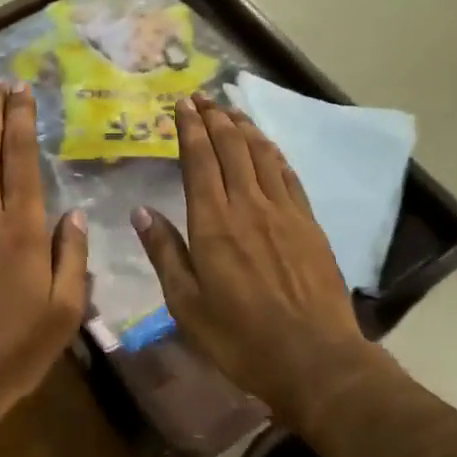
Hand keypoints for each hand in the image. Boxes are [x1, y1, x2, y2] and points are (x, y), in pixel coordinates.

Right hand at [132, 94, 373, 412]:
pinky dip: (274, 153)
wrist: (314, 359)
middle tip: (202, 97)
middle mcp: (248, 206)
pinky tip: (268, 146)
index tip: (182, 104)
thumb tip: (142, 212)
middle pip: (231, 148)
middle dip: (214, 118)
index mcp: (213, 224)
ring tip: (230, 110)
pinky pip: (289, 176)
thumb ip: (165, 253)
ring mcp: (284, 212)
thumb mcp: (187, 305)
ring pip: (262, 155)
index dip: (189, 129)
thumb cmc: (240, 338)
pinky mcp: (309, 224)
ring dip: (244, 128)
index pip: (199, 161)